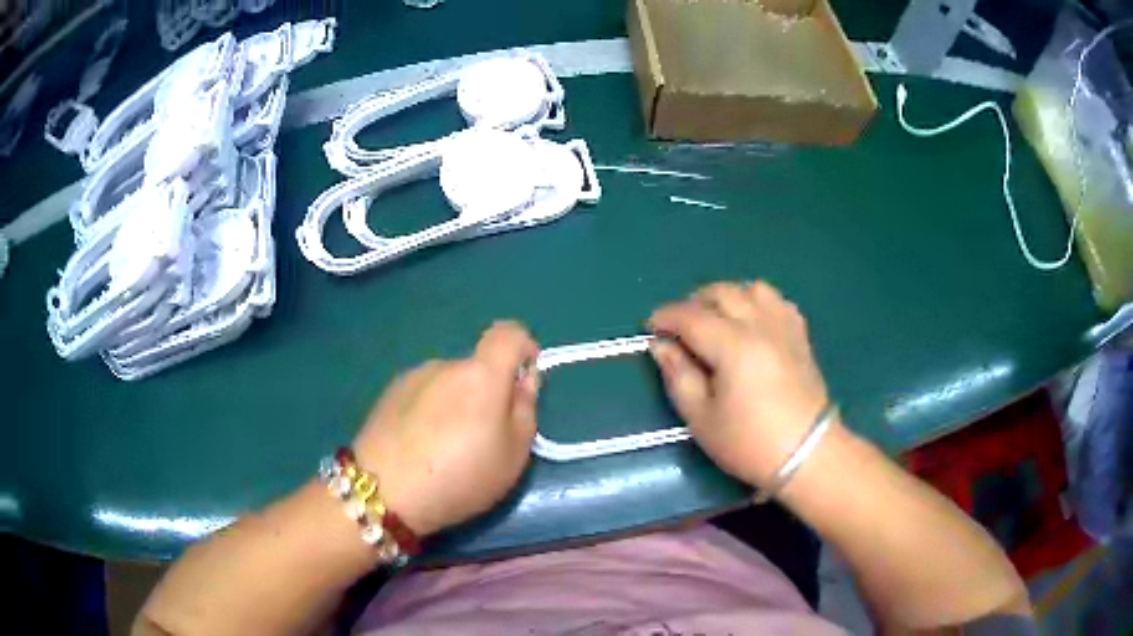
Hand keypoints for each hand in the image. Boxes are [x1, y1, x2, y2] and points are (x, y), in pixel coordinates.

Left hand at [351, 322, 539, 536]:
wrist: (383, 491)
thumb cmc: (459, 477)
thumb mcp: (513, 455)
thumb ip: (525, 409)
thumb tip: (523, 380)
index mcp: (481, 374)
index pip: (508, 332)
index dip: (523, 347)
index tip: (523, 381)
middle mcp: (445, 365)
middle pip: (477, 367)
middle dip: (487, 392)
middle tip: (483, 438)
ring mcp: (412, 377)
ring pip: (448, 383)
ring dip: (455, 404)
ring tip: (445, 449)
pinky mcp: (388, 394)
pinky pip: (423, 394)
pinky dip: (430, 411)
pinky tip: (418, 447)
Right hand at [648, 281, 832, 488]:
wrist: (807, 455)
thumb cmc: (749, 443)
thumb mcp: (701, 418)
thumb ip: (678, 376)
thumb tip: (661, 345)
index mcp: (733, 346)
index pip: (691, 316)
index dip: (666, 317)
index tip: (650, 327)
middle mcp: (760, 325)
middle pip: (722, 292)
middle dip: (693, 302)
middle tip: (680, 326)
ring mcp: (784, 327)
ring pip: (752, 288)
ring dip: (728, 297)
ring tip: (716, 320)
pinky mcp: (800, 335)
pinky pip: (777, 301)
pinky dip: (757, 302)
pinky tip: (751, 323)